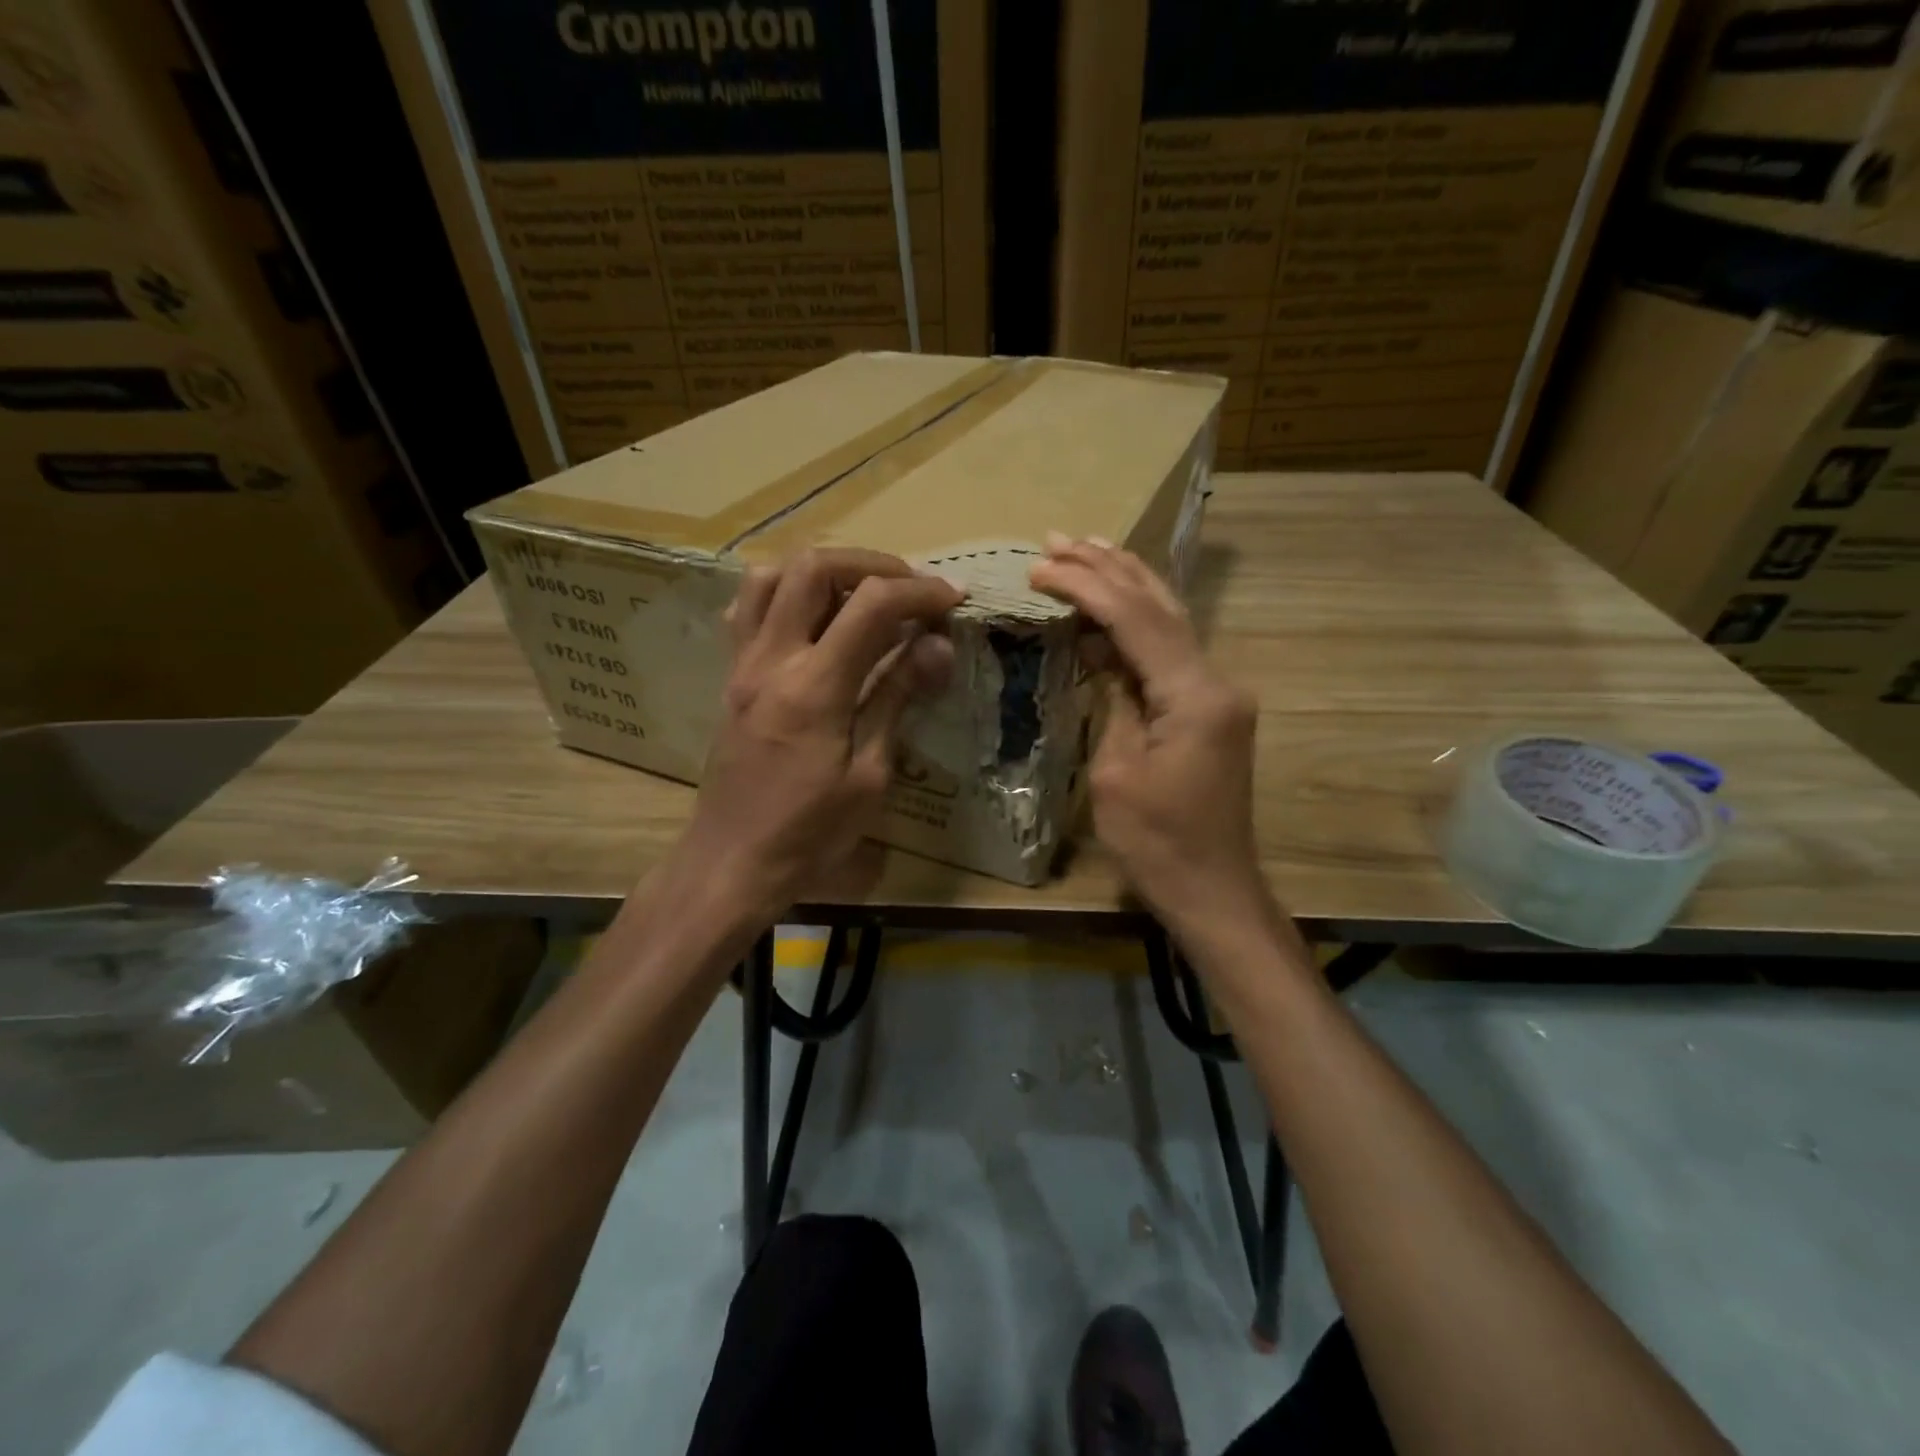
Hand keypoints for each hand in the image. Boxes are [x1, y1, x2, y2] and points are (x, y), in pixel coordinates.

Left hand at [675, 548, 962, 922]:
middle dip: (872, 565)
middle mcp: (771, 660)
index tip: (953, 600)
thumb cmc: (810, 833)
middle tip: (909, 591)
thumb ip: (897, 699)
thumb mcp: (869, 776)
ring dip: (823, 572)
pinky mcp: (731, 677)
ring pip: (771, 576)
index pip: (871, 605)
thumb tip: (936, 645)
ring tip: (862, 597)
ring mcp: (742, 665)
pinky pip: (748, 610)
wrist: (732, 862)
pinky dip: (786, 595)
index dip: (919, 592)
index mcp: (813, 688)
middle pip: (813, 567)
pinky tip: (814, 621)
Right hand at [1030, 536, 1265, 932]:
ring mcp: (1218, 694)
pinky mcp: (1210, 710)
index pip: (1136, 620)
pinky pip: (1170, 654)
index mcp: (1195, 696)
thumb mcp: (1116, 773)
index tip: (1040, 567)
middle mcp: (1217, 681)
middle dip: (1109, 567)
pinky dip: (1136, 626)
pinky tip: (1110, 610)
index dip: (1086, 587)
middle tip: (1060, 539)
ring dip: (1126, 585)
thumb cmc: (1157, 843)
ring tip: (1085, 551)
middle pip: (1160, 606)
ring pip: (1171, 622)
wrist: (1212, 890)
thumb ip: (1114, 703)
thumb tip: (1105, 659)